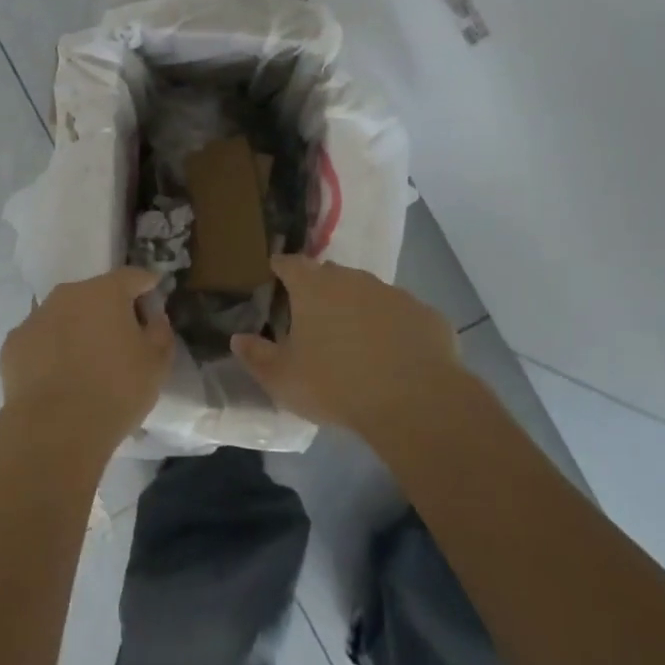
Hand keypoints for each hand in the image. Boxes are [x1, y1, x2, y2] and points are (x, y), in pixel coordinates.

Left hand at [0, 266, 173, 458]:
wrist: (54, 430)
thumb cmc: (116, 391)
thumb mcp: (157, 364)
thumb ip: (160, 330)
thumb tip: (152, 316)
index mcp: (105, 291)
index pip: (133, 276)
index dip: (147, 287)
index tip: (154, 302)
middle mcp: (67, 294)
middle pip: (95, 293)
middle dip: (110, 310)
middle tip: (120, 340)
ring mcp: (35, 317)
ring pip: (64, 315)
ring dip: (78, 328)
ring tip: (86, 363)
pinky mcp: (12, 344)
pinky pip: (41, 339)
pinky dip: (51, 350)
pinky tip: (58, 377)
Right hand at [230, 255, 463, 438]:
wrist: (414, 401)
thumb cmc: (336, 384)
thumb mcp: (282, 379)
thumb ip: (256, 355)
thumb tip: (238, 338)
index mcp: (313, 287)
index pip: (289, 263)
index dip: (280, 268)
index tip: (274, 276)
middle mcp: (354, 280)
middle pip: (330, 275)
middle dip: (320, 289)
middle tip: (312, 317)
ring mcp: (394, 294)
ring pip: (368, 293)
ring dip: (358, 309)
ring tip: (354, 340)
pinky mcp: (427, 315)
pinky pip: (402, 317)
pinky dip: (393, 329)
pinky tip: (393, 356)